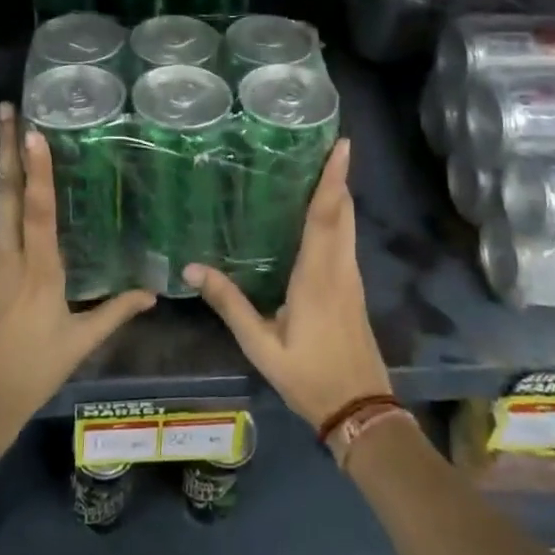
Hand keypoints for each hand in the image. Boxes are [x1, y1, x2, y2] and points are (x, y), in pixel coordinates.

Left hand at [0, 105, 155, 448]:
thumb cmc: (30, 372)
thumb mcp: (78, 343)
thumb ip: (115, 312)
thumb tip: (153, 292)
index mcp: (37, 269)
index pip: (38, 208)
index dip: (37, 168)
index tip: (31, 130)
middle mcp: (7, 256)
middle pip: (7, 192)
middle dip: (6, 147)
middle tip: (7, 108)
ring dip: (6, 170)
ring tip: (15, 139)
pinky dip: (7, 204)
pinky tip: (17, 197)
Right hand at [184, 139, 390, 428]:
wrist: (361, 411)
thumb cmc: (310, 376)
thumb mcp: (261, 346)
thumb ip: (230, 304)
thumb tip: (193, 269)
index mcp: (318, 276)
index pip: (326, 216)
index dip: (333, 179)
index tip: (343, 145)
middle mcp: (340, 269)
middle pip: (343, 212)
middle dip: (336, 176)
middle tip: (324, 143)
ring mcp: (351, 278)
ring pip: (348, 225)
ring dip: (337, 194)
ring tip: (317, 166)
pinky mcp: (353, 288)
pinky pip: (346, 239)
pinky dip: (337, 216)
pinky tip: (319, 214)